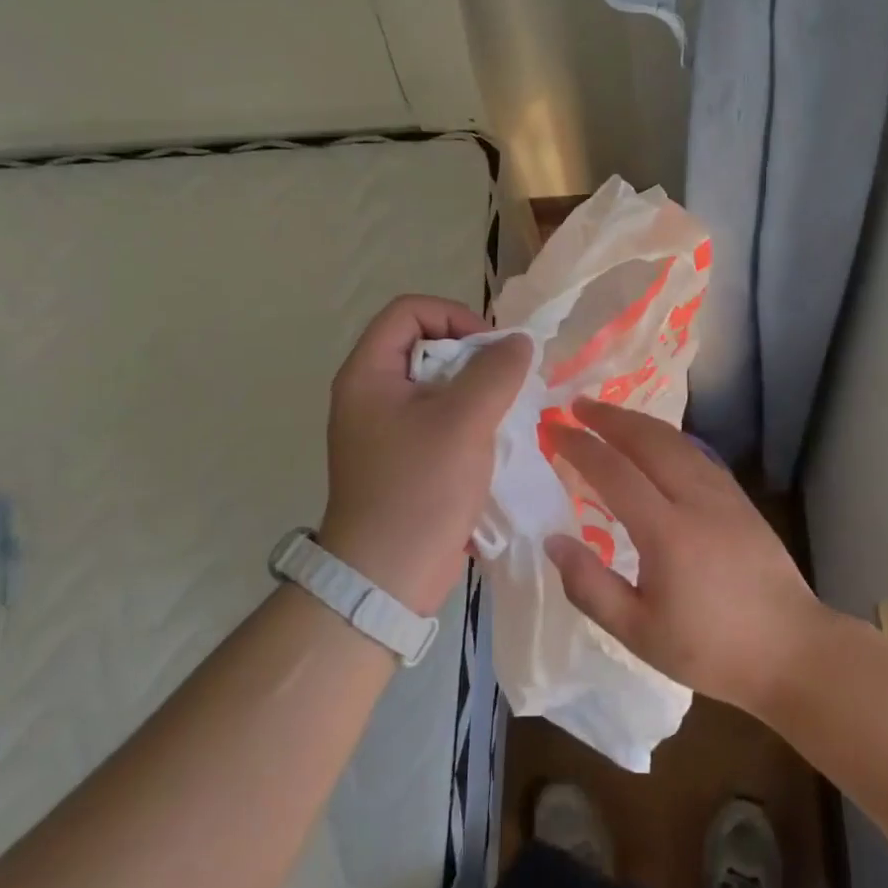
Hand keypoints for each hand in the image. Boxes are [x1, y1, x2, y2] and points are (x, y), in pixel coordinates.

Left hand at [320, 295, 530, 615]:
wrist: (388, 576)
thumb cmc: (421, 488)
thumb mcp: (464, 420)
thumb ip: (496, 371)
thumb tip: (519, 342)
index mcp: (368, 374)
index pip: (409, 311)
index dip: (454, 315)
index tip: (492, 348)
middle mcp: (371, 394)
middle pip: (425, 345)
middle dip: (472, 355)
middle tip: (506, 380)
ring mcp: (386, 428)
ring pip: (437, 384)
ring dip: (476, 390)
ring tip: (506, 410)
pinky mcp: (403, 457)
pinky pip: (439, 418)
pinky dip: (469, 418)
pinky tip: (495, 438)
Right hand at [542, 398, 828, 716]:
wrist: (791, 651)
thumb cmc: (710, 649)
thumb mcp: (638, 632)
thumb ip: (590, 586)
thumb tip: (553, 541)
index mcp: (667, 531)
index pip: (614, 472)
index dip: (580, 447)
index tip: (554, 430)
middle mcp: (696, 499)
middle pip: (648, 441)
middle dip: (610, 418)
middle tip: (577, 405)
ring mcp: (724, 495)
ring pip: (676, 441)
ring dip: (639, 422)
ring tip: (610, 415)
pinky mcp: (740, 500)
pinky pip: (697, 454)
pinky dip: (667, 438)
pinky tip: (657, 443)